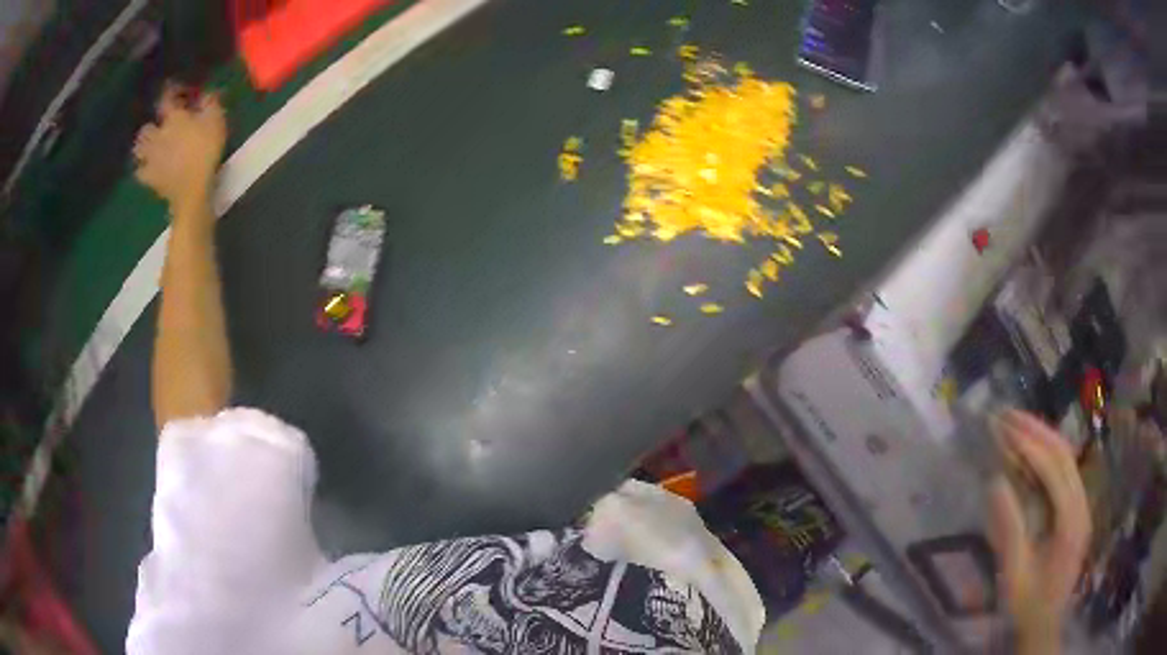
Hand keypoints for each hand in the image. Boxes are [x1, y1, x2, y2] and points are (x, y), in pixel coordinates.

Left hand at [133, 84, 226, 214]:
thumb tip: (206, 91)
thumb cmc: (206, 150)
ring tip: (149, 147)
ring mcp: (151, 158)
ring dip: (143, 146)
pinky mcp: (150, 179)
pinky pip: (140, 172)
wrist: (192, 189)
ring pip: (138, 148)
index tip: (175, 88)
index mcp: (173, 118)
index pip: (166, 97)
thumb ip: (210, 102)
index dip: (170, 90)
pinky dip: (142, 169)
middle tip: (159, 126)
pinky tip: (148, 169)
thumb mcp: (216, 120)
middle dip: (151, 125)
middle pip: (147, 127)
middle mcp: (158, 135)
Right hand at [987, 410, 1091, 652]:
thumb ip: (1009, 529)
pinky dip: (1046, 456)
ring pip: (1066, 459)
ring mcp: (1081, 506)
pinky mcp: (1075, 511)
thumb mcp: (1015, 574)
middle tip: (1007, 415)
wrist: (1043, 626)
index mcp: (1071, 520)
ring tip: (1016, 424)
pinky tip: (1030, 451)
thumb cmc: (1027, 604)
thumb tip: (995, 482)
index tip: (1003, 428)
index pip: (1054, 469)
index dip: (1030, 445)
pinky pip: (1064, 473)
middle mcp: (1081, 505)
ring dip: (1042, 438)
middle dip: (1037, 430)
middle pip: (1064, 454)